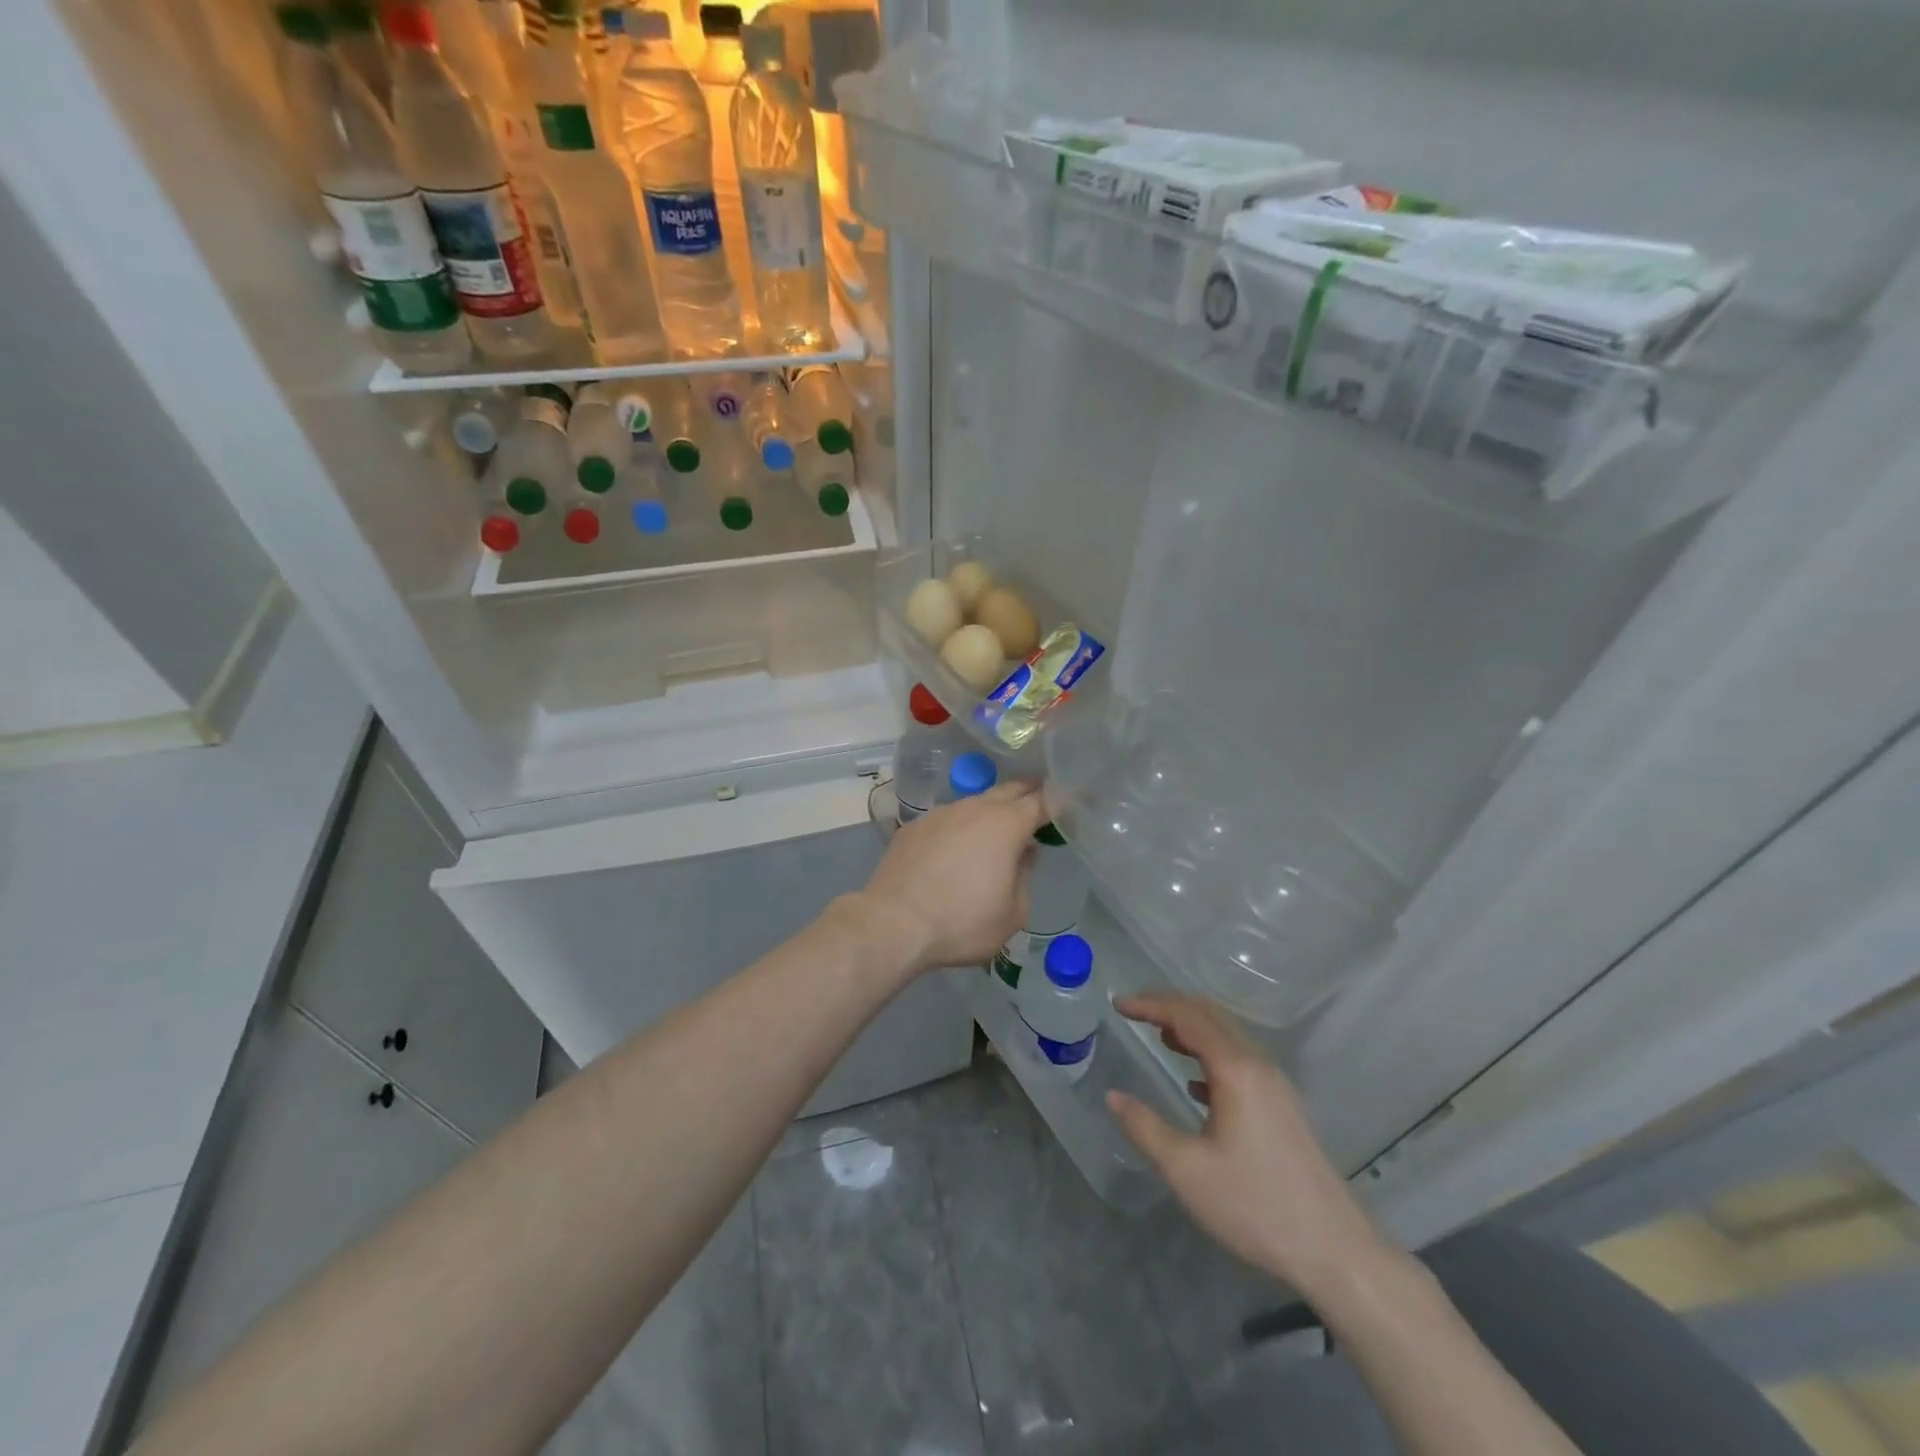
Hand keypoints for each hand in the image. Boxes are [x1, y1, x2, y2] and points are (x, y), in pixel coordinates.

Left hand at [855, 782, 1050, 976]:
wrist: (894, 924)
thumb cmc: (961, 922)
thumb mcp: (1012, 914)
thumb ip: (1025, 877)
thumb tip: (1023, 854)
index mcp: (1005, 825)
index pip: (1041, 801)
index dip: (1058, 801)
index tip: (1068, 804)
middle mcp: (974, 808)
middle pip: (1008, 790)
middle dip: (1026, 794)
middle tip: (1038, 804)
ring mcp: (940, 813)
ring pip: (975, 803)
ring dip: (990, 812)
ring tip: (994, 832)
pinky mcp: (914, 826)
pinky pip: (947, 819)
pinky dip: (959, 827)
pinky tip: (954, 849)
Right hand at [1106, 993, 1387, 1300]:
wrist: (1336, 1252)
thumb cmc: (1256, 1206)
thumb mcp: (1187, 1171)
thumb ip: (1145, 1128)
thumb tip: (1113, 1096)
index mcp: (1235, 1069)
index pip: (1187, 1016)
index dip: (1150, 1004)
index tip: (1118, 1004)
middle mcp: (1258, 1064)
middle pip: (1210, 1015)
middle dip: (1169, 1006)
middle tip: (1133, 1012)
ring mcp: (1276, 1084)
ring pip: (1227, 1035)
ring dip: (1191, 1027)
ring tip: (1158, 1037)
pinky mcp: (1283, 1106)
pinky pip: (1239, 1059)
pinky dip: (1209, 1053)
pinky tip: (1194, 1082)